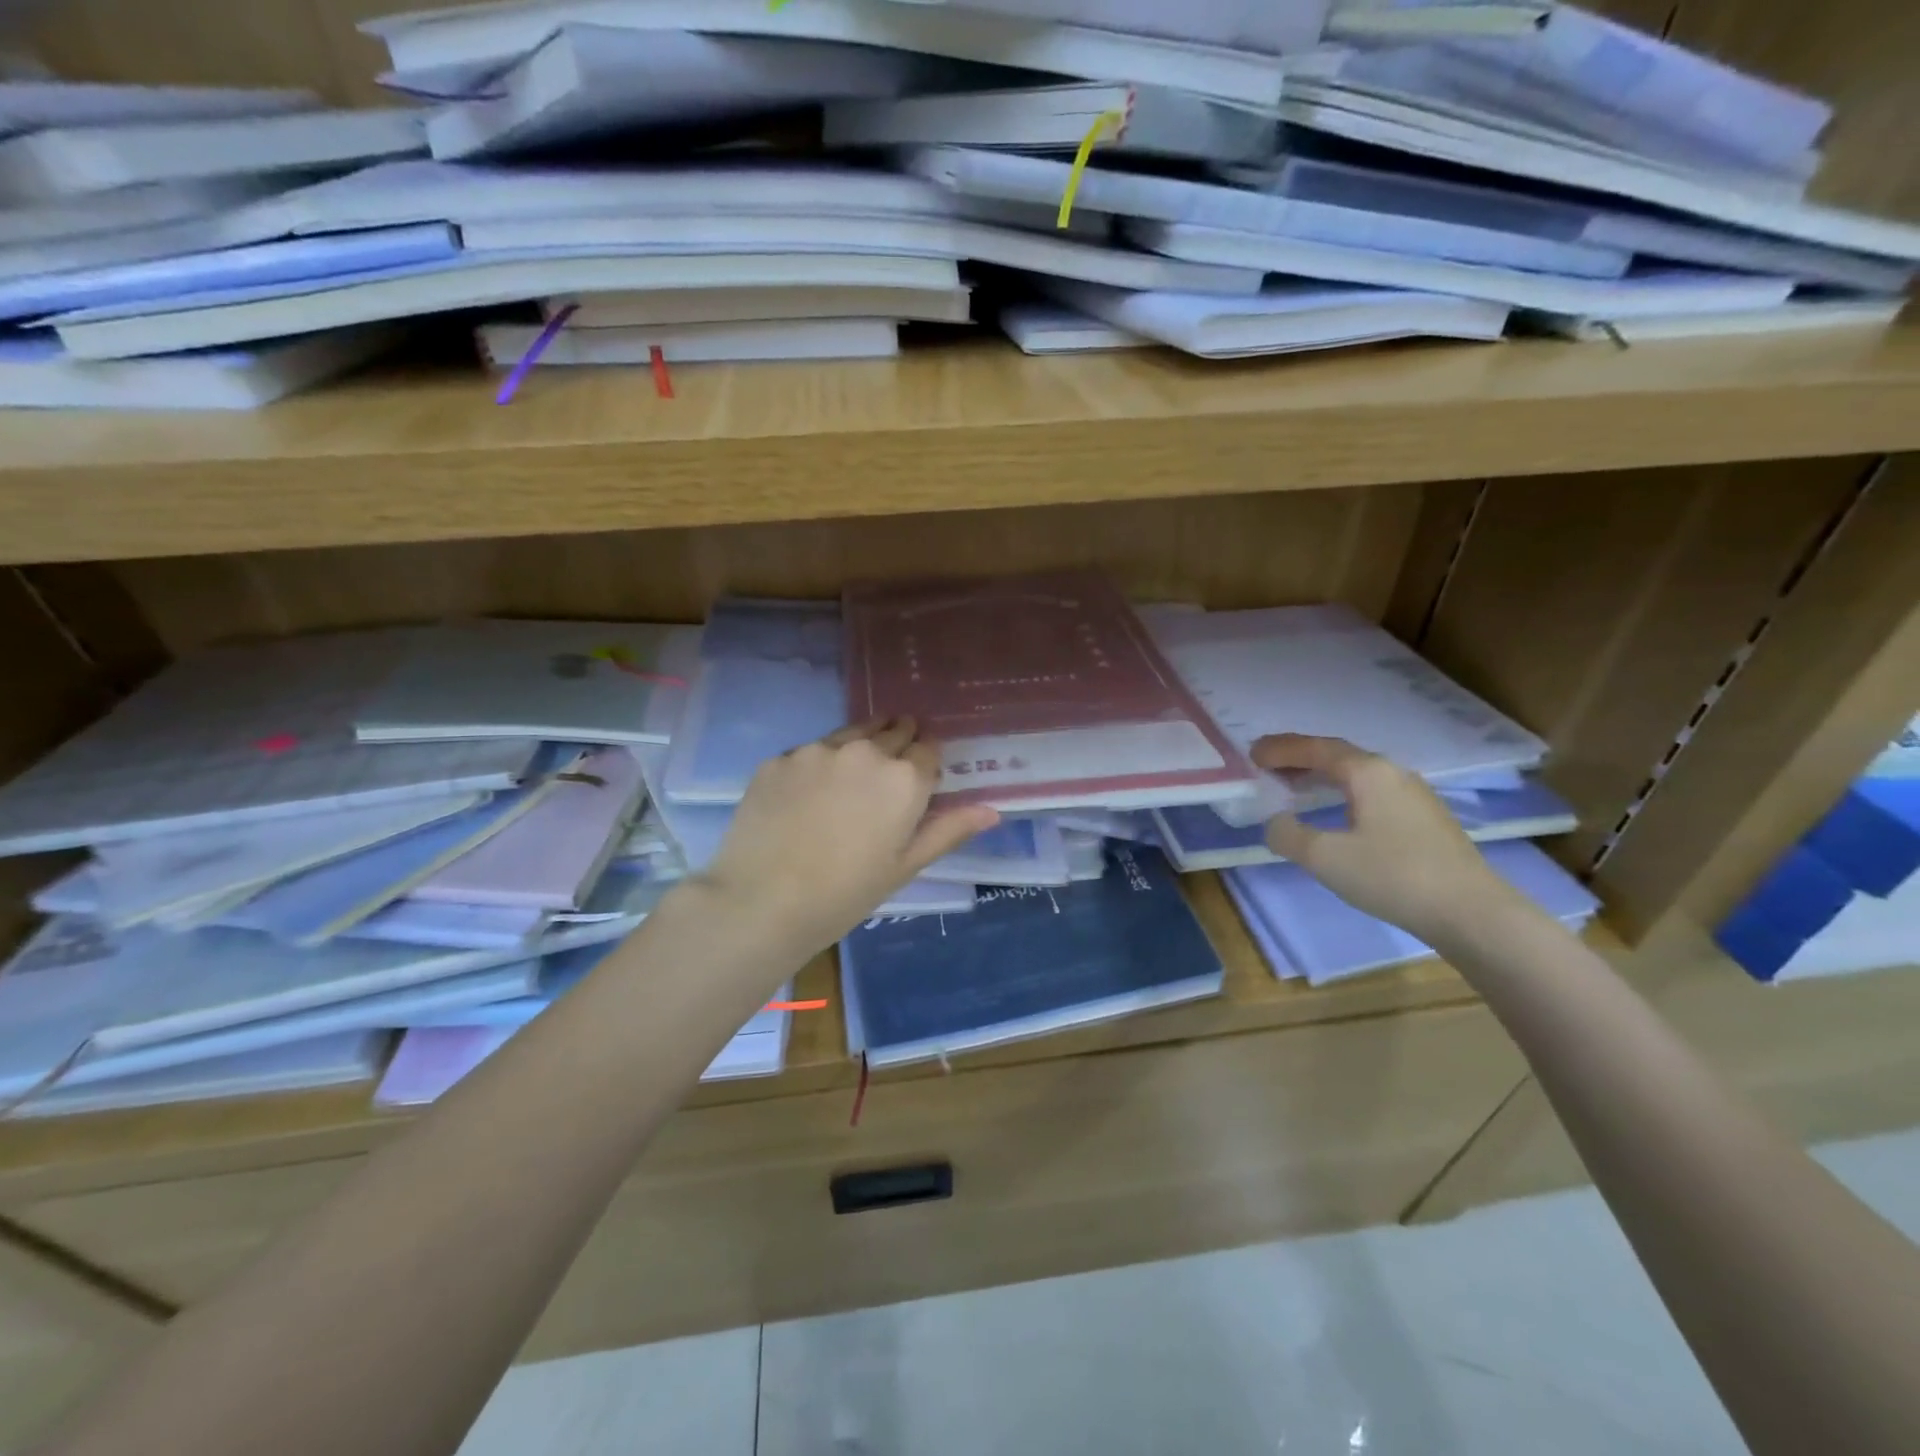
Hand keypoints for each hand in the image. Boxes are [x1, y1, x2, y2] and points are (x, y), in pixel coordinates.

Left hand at [697, 720, 999, 956]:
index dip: (927, 763)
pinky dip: (818, 765)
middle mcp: (865, 751)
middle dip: (899, 743)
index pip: (929, 749)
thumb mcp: (905, 866)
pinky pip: (810, 751)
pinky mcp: (780, 757)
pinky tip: (807, 797)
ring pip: (852, 733)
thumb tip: (992, 810)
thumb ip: (949, 830)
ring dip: (860, 747)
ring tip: (851, 780)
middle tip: (888, 775)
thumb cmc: (846, 893)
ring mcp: (818, 750)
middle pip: (893, 730)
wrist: (762, 901)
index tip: (920, 780)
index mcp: (904, 778)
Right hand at [1253, 733, 1525, 946]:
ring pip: (1358, 775)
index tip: (1252, 753)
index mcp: (1368, 773)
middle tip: (1268, 765)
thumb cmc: (1392, 876)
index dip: (1281, 749)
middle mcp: (1393, 774)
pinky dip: (1343, 792)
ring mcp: (1415, 796)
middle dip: (1300, 757)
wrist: (1472, 912)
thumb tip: (1275, 822)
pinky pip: (1372, 792)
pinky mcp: (1426, 820)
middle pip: (1339, 756)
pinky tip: (1337, 812)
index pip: (1316, 748)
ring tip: (1295, 786)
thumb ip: (1288, 835)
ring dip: (1322, 775)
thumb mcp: (1324, 858)